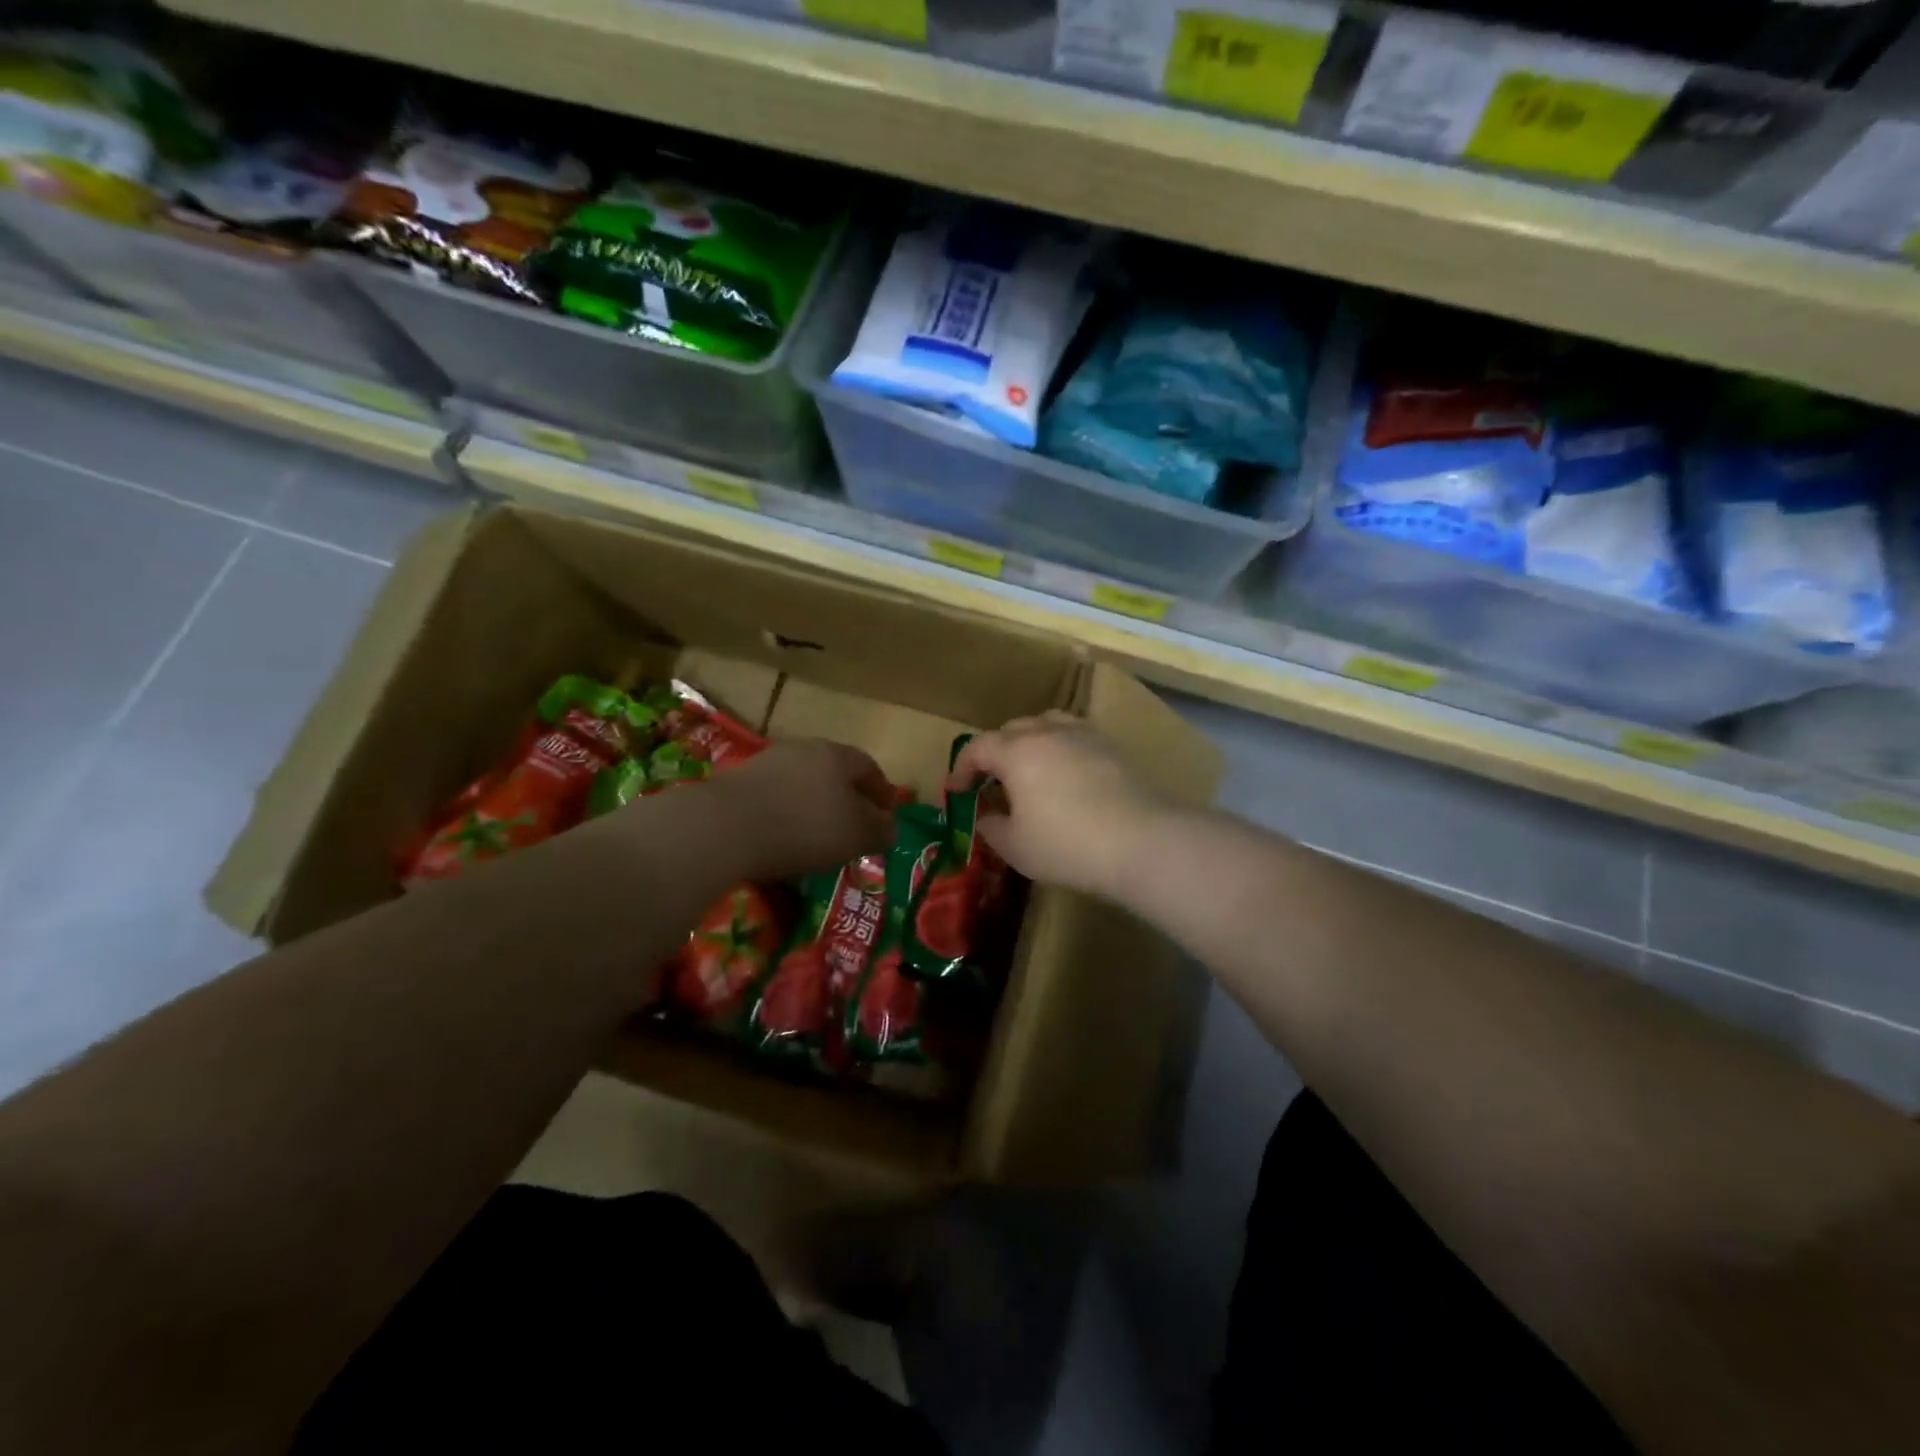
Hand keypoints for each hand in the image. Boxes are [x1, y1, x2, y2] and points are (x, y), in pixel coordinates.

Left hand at [700, 739, 894, 880]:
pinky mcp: (737, 782)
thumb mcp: (855, 835)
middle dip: (846, 797)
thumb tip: (889, 828)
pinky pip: (774, 797)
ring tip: (817, 836)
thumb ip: (879, 830)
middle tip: (853, 825)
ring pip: (802, 783)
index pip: (868, 767)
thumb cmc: (804, 827)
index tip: (887, 813)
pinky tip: (783, 838)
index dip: (881, 791)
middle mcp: (803, 749)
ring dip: (813, 806)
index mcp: (836, 755)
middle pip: (833, 771)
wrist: (724, 828)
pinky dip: (785, 814)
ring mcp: (767, 763)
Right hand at [948, 712, 1172, 898]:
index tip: (955, 792)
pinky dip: (1060, 748)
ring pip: (1046, 724)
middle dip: (994, 752)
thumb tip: (985, 817)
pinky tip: (1066, 773)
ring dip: (1029, 742)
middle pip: (1011, 729)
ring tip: (1029, 768)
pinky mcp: (1112, 747)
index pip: (977, 748)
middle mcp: (1048, 732)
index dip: (961, 768)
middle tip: (991, 781)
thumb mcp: (1016, 847)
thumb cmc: (1067, 844)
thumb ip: (991, 828)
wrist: (1141, 841)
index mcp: (1016, 751)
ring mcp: (1084, 735)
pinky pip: (1075, 736)